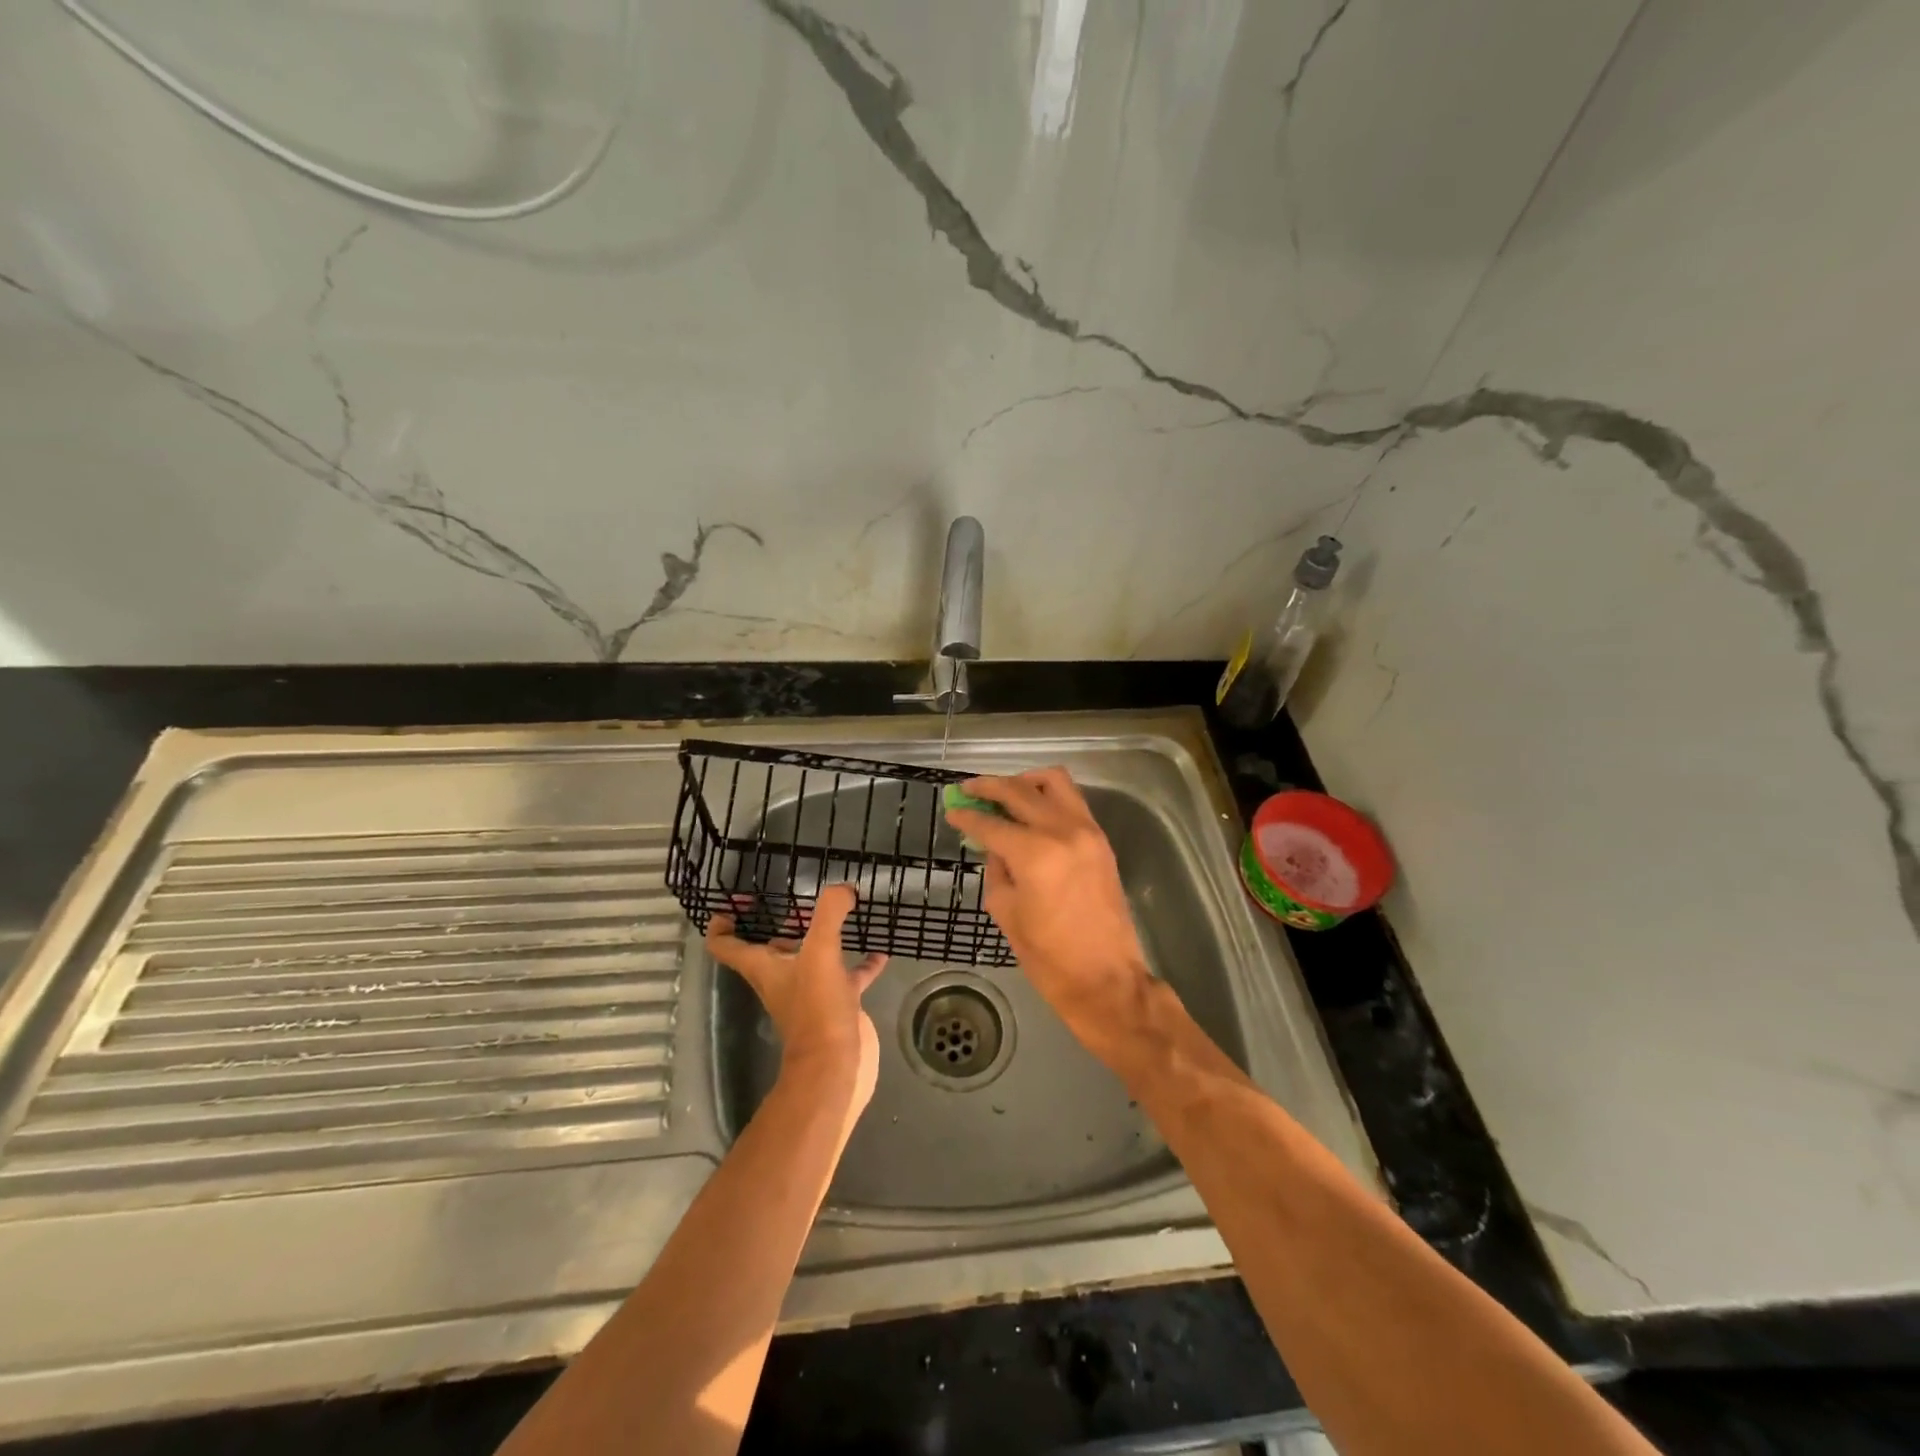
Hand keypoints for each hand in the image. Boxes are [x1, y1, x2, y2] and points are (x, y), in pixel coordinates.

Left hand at [707, 884, 887, 1113]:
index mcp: (764, 967)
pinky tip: (880, 950)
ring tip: (844, 914)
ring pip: (811, 958)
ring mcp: (811, 992)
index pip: (726, 945)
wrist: (836, 1066)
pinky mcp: (838, 1004)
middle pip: (771, 948)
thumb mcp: (821, 952)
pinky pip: (850, 976)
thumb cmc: (816, 1009)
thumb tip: (843, 889)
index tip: (735, 902)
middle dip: (782, 923)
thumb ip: (829, 915)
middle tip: (802, 898)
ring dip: (824, 938)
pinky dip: (863, 963)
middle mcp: (782, 978)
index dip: (723, 923)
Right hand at [945, 768, 1153, 1064]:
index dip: (967, 816)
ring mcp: (1087, 832)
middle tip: (969, 790)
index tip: (952, 810)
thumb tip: (994, 845)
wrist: (1106, 979)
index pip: (992, 823)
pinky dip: (1048, 796)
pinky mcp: (1101, 840)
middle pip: (1020, 791)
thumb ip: (997, 870)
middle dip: (989, 787)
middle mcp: (1063, 831)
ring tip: (1004, 794)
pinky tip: (1032, 810)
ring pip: (1053, 782)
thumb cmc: (1049, 957)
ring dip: (1024, 782)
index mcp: (1035, 854)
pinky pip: (1072, 800)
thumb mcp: (1007, 913)